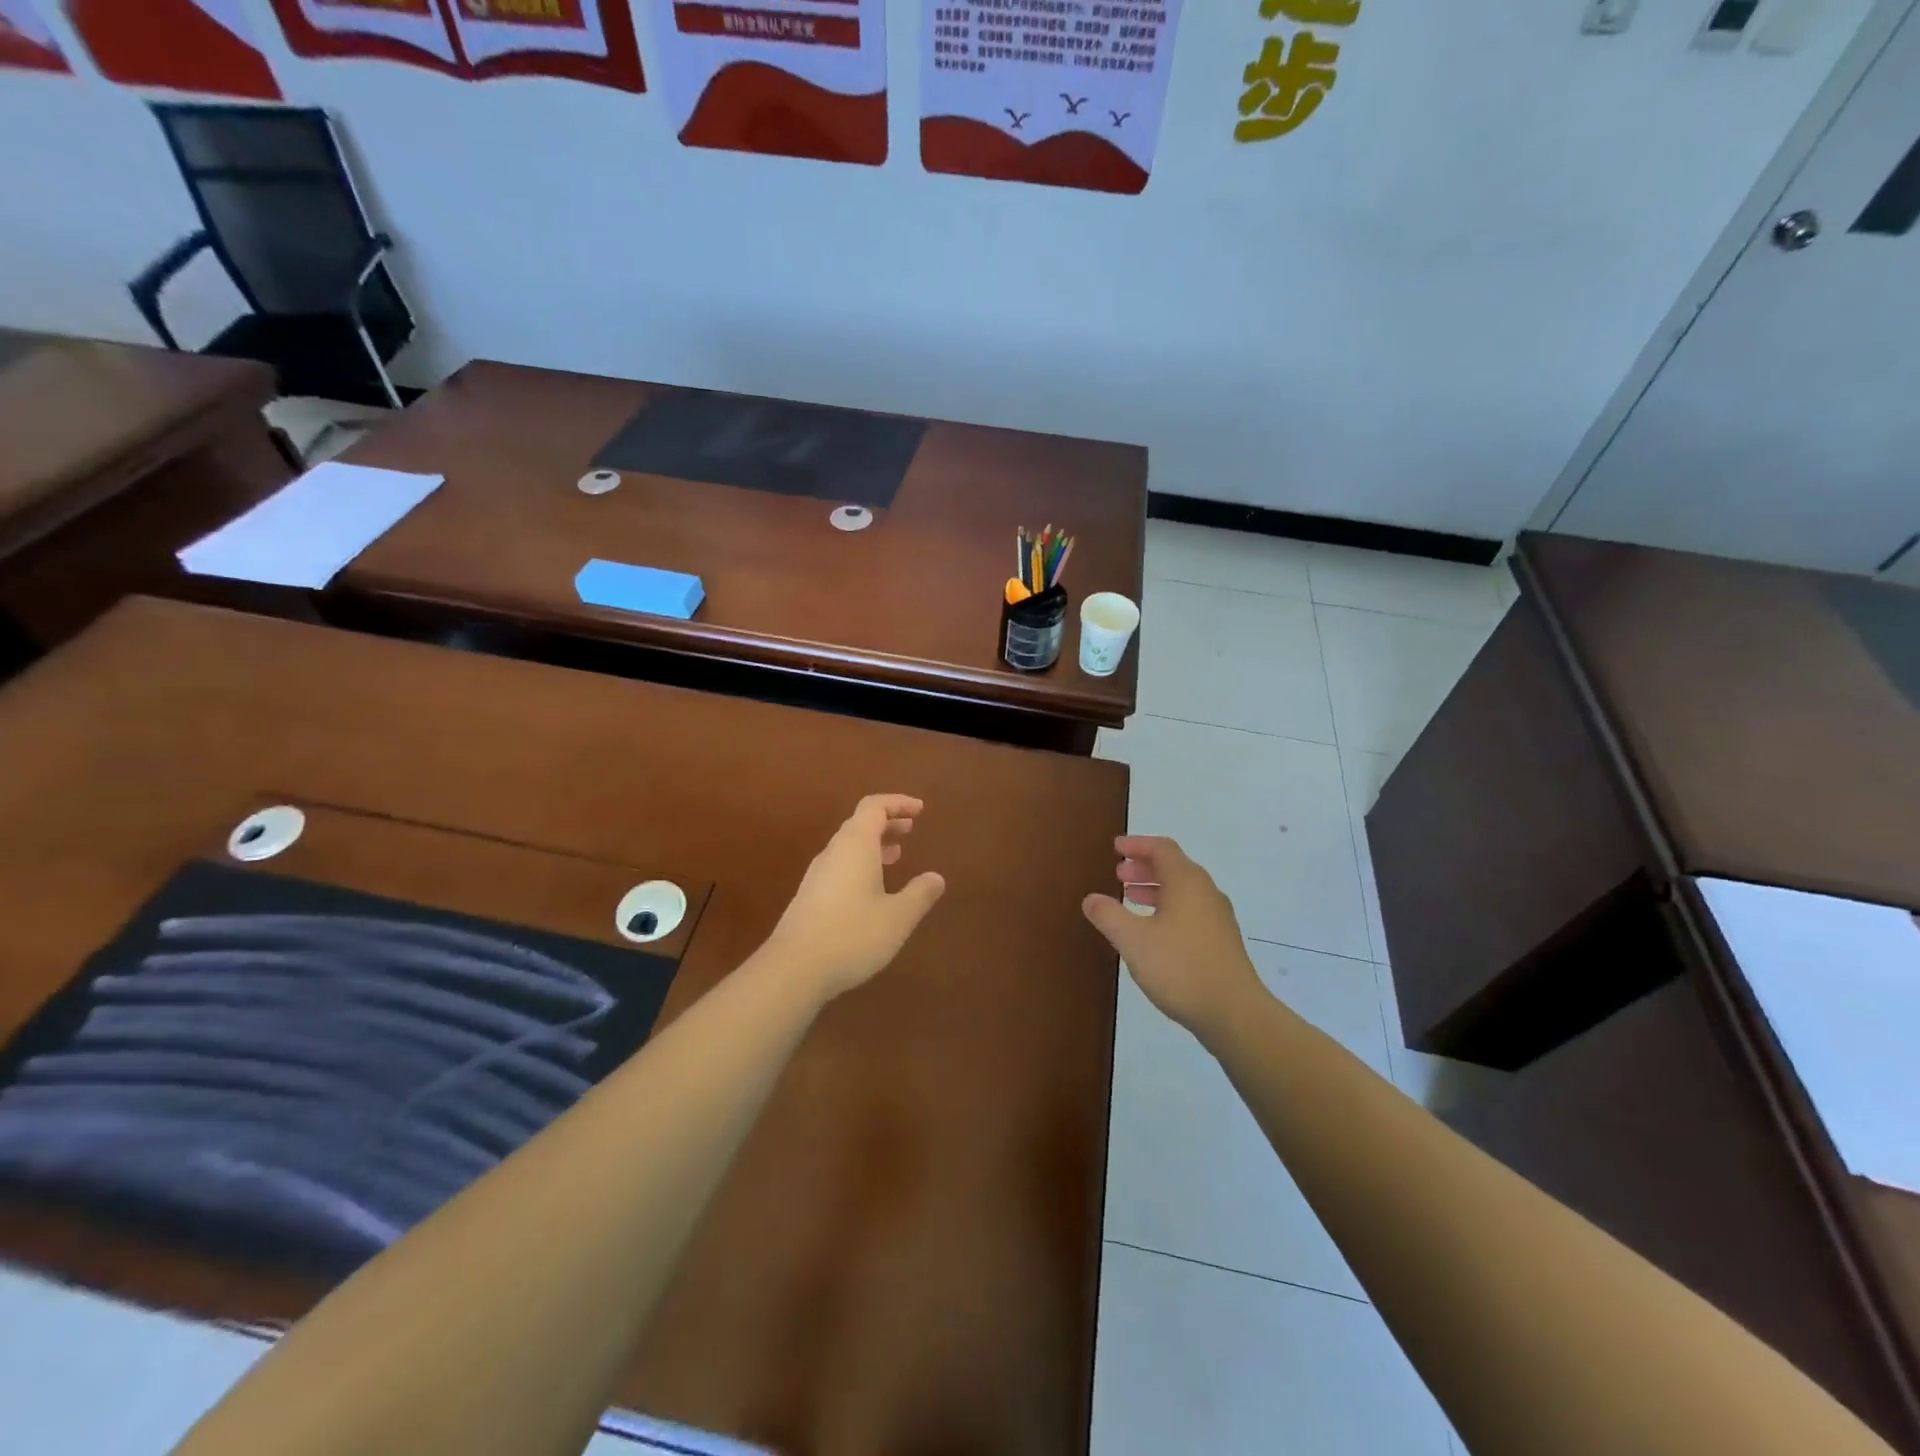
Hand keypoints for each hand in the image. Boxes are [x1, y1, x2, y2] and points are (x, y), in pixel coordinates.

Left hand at [764, 795, 946, 1001]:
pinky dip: (861, 863)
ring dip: (874, 844)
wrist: (794, 969)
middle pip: (860, 824)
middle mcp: (834, 852)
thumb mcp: (897, 917)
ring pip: (848, 846)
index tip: (919, 810)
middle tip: (910, 829)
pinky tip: (872, 889)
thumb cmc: (852, 935)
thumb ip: (920, 894)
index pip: (874, 807)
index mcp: (855, 845)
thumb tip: (937, 878)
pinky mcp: (810, 896)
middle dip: (887, 822)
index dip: (897, 803)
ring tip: (896, 855)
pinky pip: (840, 866)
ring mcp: (817, 874)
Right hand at [1082, 836, 1264, 1038]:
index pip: (1161, 848)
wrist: (1234, 1013)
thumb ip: (1109, 916)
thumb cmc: (1181, 968)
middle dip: (1144, 867)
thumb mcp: (1133, 940)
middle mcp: (1206, 892)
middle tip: (1118, 874)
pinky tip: (1154, 930)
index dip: (1137, 844)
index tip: (1116, 848)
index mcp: (1186, 882)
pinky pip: (1191, 909)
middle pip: (1174, 867)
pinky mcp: (1222, 940)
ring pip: (1183, 890)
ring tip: (1130, 899)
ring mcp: (1218, 917)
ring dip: (1155, 888)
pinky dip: (1168, 907)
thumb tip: (1091, 899)